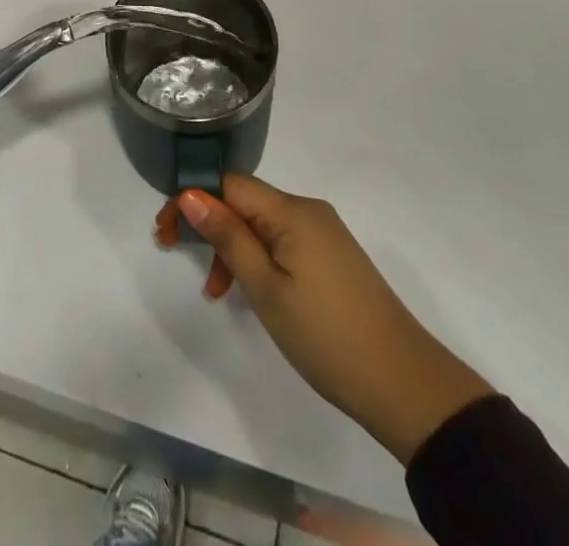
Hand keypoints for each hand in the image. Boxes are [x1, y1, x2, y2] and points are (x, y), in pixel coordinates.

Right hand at [157, 176, 492, 463]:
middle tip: (173, 252)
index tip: (165, 230)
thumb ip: (228, 237)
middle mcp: (308, 209)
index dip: (193, 199)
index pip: (229, 184)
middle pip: (245, 201)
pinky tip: (250, 291)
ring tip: (217, 291)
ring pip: (263, 224)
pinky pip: (283, 241)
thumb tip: (191, 193)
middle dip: (208, 223)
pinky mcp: (333, 256)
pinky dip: (258, 258)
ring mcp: (324, 233)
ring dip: (232, 246)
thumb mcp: (266, 288)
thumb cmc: (325, 335)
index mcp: (292, 210)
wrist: (404, 383)